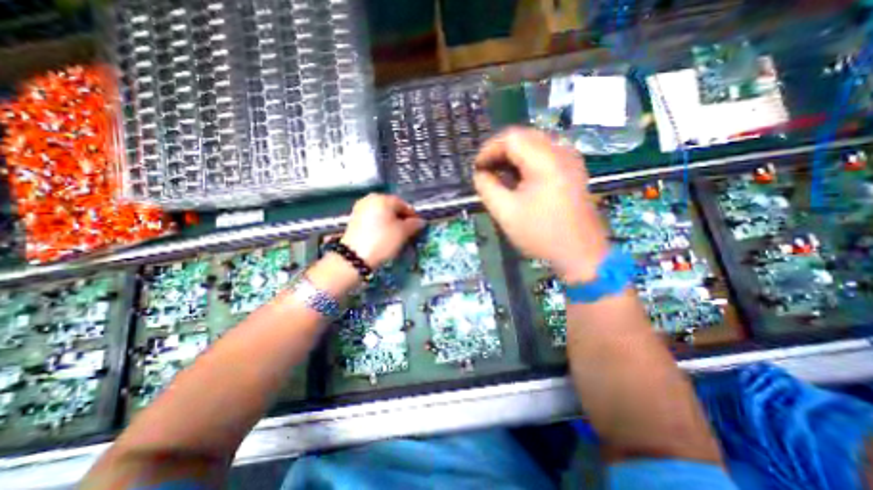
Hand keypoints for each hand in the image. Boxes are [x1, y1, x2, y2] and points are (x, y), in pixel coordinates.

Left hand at [340, 193, 426, 267]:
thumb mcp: (403, 233)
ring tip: (396, 236)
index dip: (413, 217)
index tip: (418, 228)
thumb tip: (420, 221)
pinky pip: (373, 219)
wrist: (355, 257)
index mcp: (383, 198)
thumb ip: (414, 224)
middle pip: (392, 208)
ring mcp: (360, 209)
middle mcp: (370, 199)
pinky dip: (380, 226)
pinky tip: (384, 237)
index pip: (404, 205)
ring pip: (382, 214)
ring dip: (391, 223)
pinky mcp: (354, 219)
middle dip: (401, 220)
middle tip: (408, 233)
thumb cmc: (382, 241)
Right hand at [474, 126, 608, 282]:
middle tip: (486, 170)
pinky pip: (545, 154)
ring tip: (499, 174)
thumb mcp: (506, 212)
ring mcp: (570, 160)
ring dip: (512, 156)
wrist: (580, 254)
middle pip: (523, 136)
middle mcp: (561, 152)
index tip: (477, 168)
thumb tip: (479, 173)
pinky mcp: (572, 169)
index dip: (489, 149)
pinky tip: (518, 178)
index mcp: (545, 161)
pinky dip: (526, 161)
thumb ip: (487, 188)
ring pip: (534, 143)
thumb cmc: (541, 234)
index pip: (511, 138)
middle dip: (499, 151)